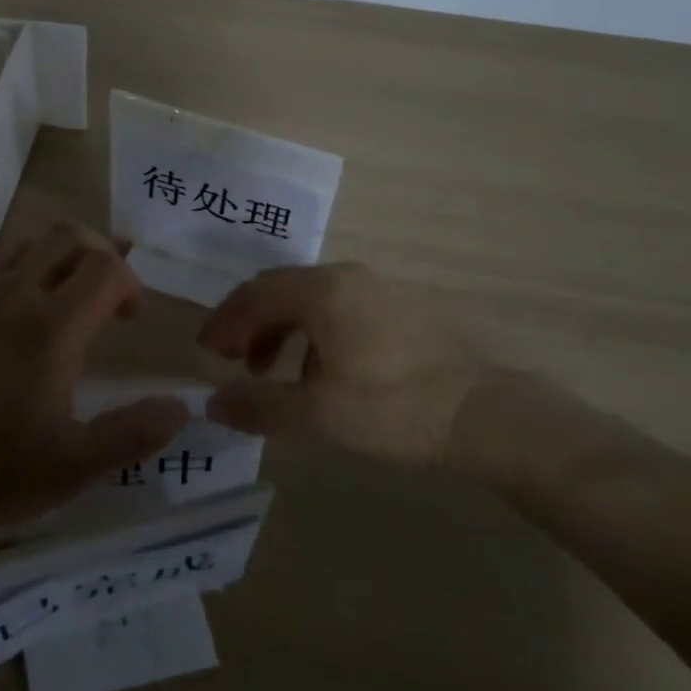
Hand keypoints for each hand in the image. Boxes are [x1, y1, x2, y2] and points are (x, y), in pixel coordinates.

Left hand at [0, 222, 190, 529]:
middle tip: (107, 295)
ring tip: (66, 301)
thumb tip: (182, 406)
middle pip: (70, 235)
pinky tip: (16, 323)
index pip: (107, 268)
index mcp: (54, 326)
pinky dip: (22, 276)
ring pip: (30, 243)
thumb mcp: (72, 467)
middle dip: (101, 253)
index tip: (131, 320)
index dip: (131, 284)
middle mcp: (16, 294)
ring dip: (60, 258)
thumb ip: (133, 434)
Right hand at [198, 263, 513, 466]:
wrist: (486, 413)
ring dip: (278, 328)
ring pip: (308, 297)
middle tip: (229, 358)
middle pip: (279, 289)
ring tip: (268, 370)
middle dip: (247, 322)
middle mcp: (345, 275)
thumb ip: (259, 405)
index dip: (223, 321)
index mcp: (322, 291)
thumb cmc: (394, 409)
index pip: (254, 294)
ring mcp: (375, 286)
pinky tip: (316, 370)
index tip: (205, 351)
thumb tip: (212, 403)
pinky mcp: (397, 304)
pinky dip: (310, 330)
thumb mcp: (318, 414)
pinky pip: (336, 306)